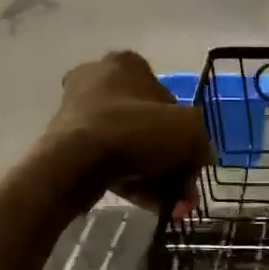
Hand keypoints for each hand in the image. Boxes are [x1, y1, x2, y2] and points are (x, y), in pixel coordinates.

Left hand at [43, 52, 211, 210]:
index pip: (168, 99)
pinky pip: (110, 161)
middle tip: (183, 189)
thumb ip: (202, 142)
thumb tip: (199, 158)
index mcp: (126, 64)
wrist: (75, 162)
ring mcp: (79, 112)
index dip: (186, 133)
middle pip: (149, 127)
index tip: (192, 160)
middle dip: (171, 161)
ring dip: (156, 176)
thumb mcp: (189, 130)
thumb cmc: (135, 131)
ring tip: (171, 205)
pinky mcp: (67, 143)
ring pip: (131, 147)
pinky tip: (152, 205)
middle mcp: (98, 80)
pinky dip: (133, 181)